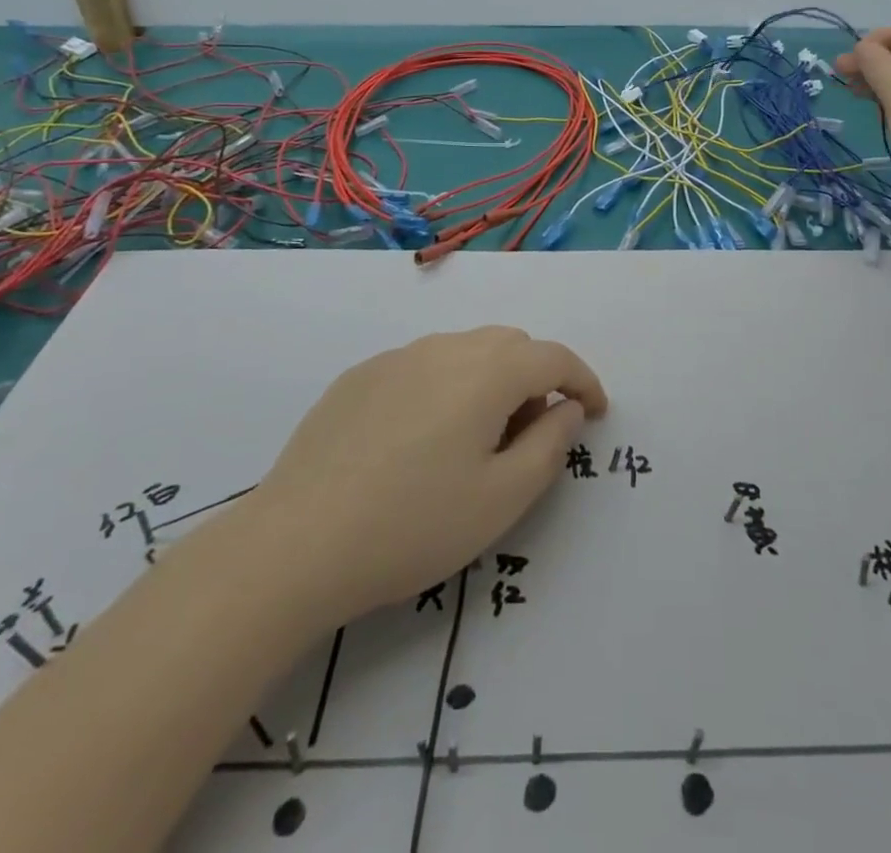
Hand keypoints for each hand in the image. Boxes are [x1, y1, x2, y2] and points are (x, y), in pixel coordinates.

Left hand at [251, 327, 607, 623]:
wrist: (295, 545)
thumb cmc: (413, 525)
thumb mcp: (502, 498)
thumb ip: (551, 444)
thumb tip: (566, 408)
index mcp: (487, 372)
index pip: (553, 357)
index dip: (583, 381)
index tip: (595, 412)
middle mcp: (444, 348)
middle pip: (509, 344)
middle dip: (535, 378)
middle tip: (531, 433)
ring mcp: (396, 358)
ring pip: (464, 350)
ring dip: (490, 378)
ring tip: (476, 437)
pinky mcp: (360, 376)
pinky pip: (422, 365)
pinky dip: (445, 385)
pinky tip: (420, 438)